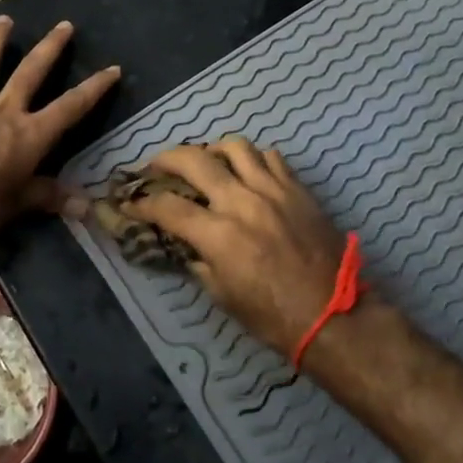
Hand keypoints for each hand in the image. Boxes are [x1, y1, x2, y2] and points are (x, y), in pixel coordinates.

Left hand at [0, 16, 120, 235]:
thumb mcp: (18, 203)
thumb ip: (49, 198)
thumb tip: (87, 208)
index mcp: (29, 134)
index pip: (70, 107)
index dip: (93, 89)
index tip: (112, 68)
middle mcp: (3, 112)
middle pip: (30, 73)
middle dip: (50, 48)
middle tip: (64, 25)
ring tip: (4, 20)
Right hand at [121, 140, 345, 356]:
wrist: (333, 315)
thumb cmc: (272, 316)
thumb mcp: (222, 295)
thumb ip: (198, 260)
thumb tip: (185, 241)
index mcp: (219, 235)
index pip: (167, 207)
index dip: (142, 203)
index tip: (129, 202)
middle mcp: (242, 202)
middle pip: (194, 160)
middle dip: (166, 159)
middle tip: (156, 166)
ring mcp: (273, 189)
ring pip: (235, 146)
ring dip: (212, 149)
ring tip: (206, 161)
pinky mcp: (297, 188)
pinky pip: (270, 157)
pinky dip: (252, 159)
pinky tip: (247, 172)